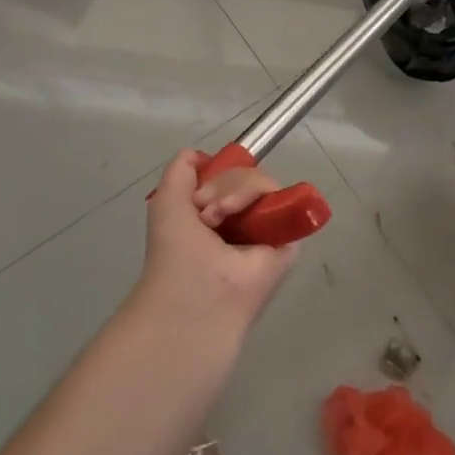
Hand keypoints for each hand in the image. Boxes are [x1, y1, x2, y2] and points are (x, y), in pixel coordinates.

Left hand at [133, 150, 297, 335]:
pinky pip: (284, 200)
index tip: (197, 195)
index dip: (215, 175)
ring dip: (235, 192)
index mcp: (215, 214)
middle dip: (221, 185)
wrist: (193, 298)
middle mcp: (241, 219)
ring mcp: (265, 228)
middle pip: (245, 174)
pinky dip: (264, 199)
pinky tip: (243, 218)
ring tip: (217, 219)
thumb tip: (203, 156)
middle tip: (205, 214)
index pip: (227, 175)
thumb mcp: (167, 201)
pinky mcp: (287, 239)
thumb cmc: (175, 255)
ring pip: (263, 183)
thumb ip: (181, 170)